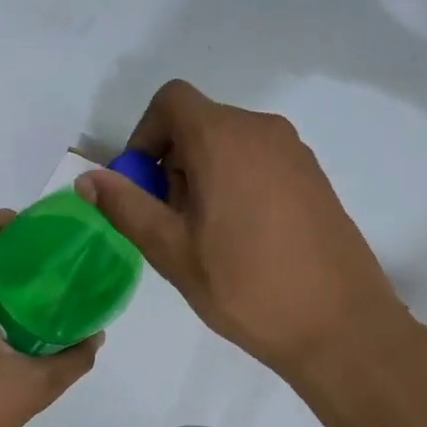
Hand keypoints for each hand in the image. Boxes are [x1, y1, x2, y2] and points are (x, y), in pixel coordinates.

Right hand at [76, 80, 417, 385]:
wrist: (340, 325)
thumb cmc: (245, 287)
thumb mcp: (172, 250)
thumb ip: (126, 207)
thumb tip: (87, 178)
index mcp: (223, 138)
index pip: (171, 101)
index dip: (145, 135)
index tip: (143, 185)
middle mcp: (262, 130)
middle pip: (199, 123)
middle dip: (172, 163)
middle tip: (171, 223)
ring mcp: (295, 152)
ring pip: (229, 144)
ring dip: (203, 175)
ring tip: (206, 236)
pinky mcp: (314, 176)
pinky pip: (259, 161)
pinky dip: (236, 182)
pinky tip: (243, 238)